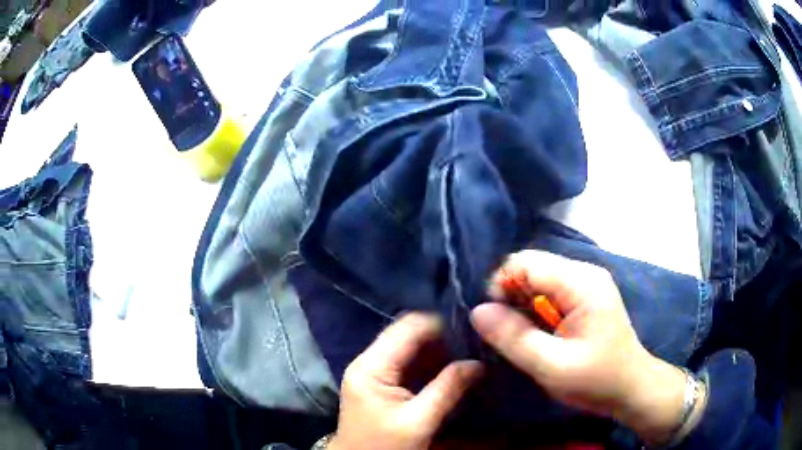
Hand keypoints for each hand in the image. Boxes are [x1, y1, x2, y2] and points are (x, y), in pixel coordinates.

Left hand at [329, 313, 483, 449]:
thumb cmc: (383, 446)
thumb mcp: (418, 422)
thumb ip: (448, 389)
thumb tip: (478, 363)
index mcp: (371, 366)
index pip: (408, 328)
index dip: (440, 324)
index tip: (473, 325)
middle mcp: (369, 361)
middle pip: (409, 335)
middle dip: (443, 336)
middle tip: (477, 338)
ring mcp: (375, 372)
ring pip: (411, 348)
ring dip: (440, 350)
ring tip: (472, 349)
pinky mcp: (382, 384)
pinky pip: (410, 365)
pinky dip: (432, 364)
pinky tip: (455, 366)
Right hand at [471, 250, 687, 444]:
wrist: (631, 388)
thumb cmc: (596, 380)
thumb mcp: (551, 366)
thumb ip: (513, 338)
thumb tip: (477, 311)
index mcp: (581, 282)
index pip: (525, 262)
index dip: (501, 285)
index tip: (495, 321)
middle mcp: (584, 273)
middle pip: (531, 266)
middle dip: (511, 296)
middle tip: (508, 333)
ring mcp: (586, 283)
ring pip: (538, 279)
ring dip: (522, 304)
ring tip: (523, 336)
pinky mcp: (585, 297)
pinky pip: (549, 291)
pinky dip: (535, 310)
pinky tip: (538, 333)